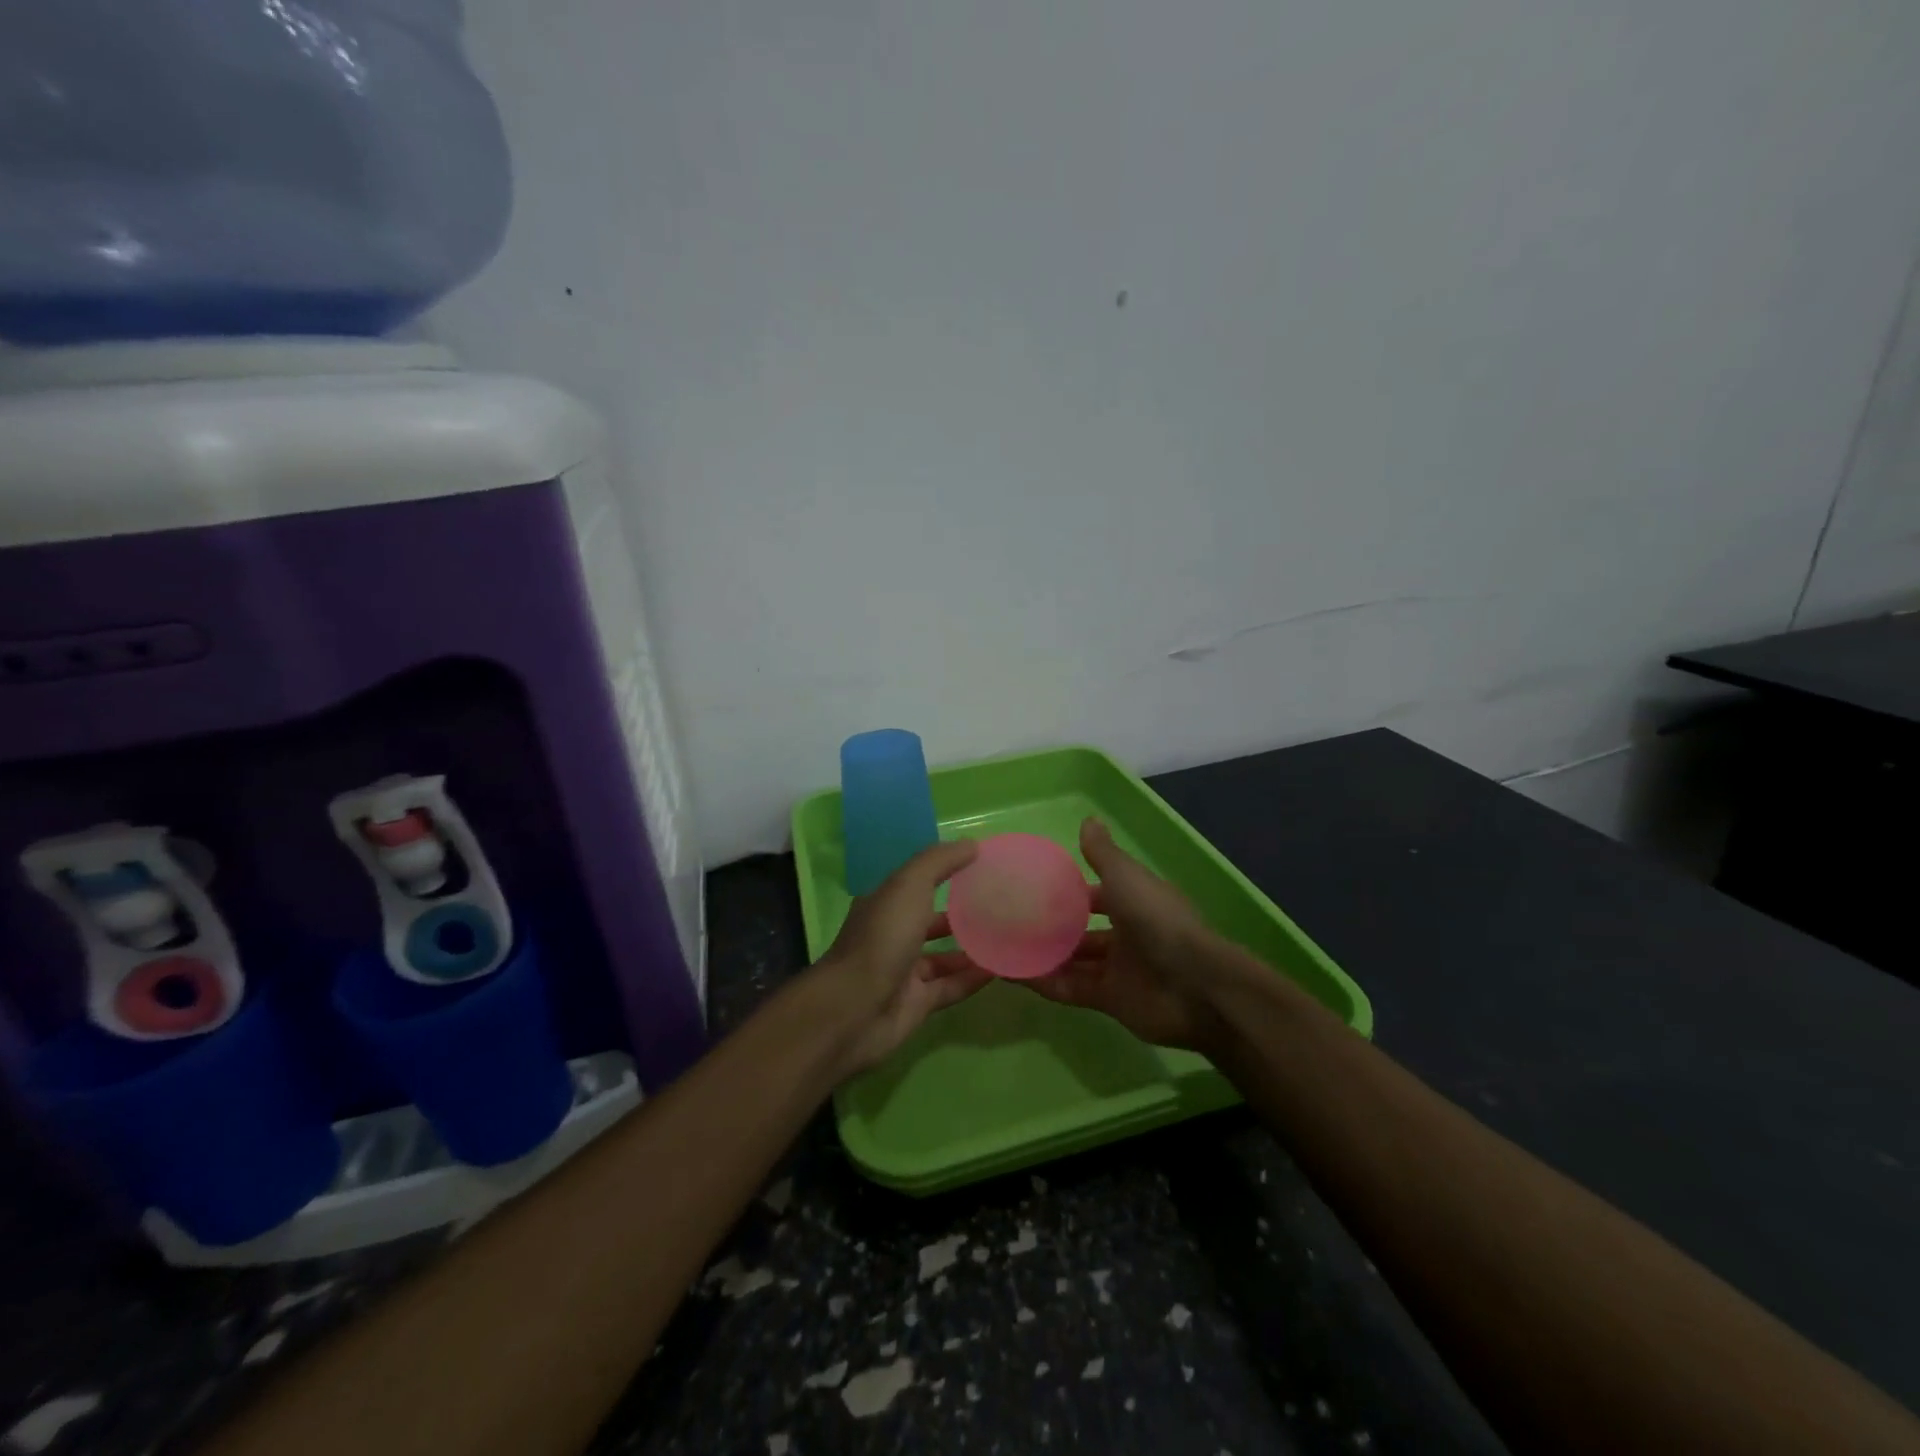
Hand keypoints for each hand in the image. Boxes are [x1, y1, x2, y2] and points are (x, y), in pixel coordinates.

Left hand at [802, 839, 990, 1078]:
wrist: (854, 1009)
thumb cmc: (882, 938)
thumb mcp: (909, 886)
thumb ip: (940, 862)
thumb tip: (972, 845)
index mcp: (885, 904)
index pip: (918, 883)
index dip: (946, 872)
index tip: (981, 867)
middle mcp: (892, 935)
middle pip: (930, 921)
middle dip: (960, 915)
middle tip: (999, 907)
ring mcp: (903, 972)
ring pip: (942, 957)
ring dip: (970, 949)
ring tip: (1006, 939)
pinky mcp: (916, 1004)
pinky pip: (950, 987)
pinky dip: (972, 979)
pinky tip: (999, 970)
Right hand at [1020, 819, 1228, 1053]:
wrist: (1195, 986)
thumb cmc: (1158, 921)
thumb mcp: (1126, 878)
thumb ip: (1103, 854)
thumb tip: (1088, 820)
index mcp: (1135, 902)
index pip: (1098, 893)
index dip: (1071, 891)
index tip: (1036, 887)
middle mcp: (1127, 934)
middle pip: (1082, 930)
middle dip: (1052, 926)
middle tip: (1011, 920)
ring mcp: (1118, 969)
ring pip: (1073, 960)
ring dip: (1043, 955)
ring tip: (1003, 946)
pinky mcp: (1110, 1000)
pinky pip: (1070, 988)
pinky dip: (1045, 982)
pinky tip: (1012, 974)